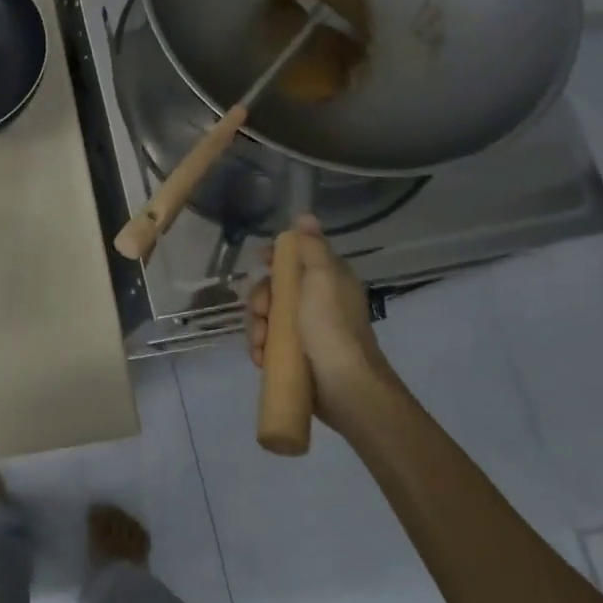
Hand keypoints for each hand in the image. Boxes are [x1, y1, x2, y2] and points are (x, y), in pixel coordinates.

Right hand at [246, 215, 388, 429]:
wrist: (344, 387)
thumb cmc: (331, 327)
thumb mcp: (322, 278)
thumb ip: (311, 247)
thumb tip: (304, 215)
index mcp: (328, 280)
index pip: (296, 258)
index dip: (275, 259)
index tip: (260, 263)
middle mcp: (317, 302)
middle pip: (275, 289)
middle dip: (261, 300)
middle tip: (263, 313)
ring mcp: (305, 331)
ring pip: (267, 318)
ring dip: (258, 328)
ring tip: (262, 344)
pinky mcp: (295, 355)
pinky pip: (268, 343)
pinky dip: (262, 348)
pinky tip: (262, 357)